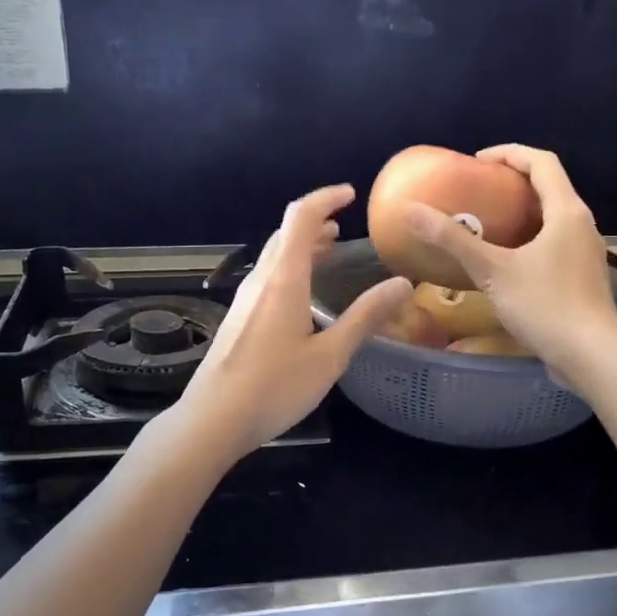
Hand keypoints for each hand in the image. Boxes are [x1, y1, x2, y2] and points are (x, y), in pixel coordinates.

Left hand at [171, 185, 411, 460]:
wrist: (213, 419)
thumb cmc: (275, 387)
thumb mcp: (329, 356)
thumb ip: (364, 317)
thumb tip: (402, 283)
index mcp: (283, 280)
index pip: (301, 217)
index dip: (325, 198)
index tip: (351, 195)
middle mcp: (260, 281)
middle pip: (285, 234)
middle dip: (315, 223)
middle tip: (343, 227)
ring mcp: (244, 301)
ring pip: (274, 258)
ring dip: (301, 247)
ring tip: (329, 253)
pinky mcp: (238, 320)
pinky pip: (267, 279)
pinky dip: (291, 270)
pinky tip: (304, 296)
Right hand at [401, 145, 616, 380]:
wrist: (592, 356)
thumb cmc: (545, 305)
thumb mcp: (492, 270)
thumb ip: (452, 240)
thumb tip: (410, 210)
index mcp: (566, 211)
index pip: (541, 162)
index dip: (509, 153)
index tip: (477, 161)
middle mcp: (582, 225)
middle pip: (549, 187)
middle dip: (513, 183)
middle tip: (477, 191)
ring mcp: (585, 253)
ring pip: (552, 218)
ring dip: (522, 213)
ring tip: (487, 224)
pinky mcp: (582, 278)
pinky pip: (553, 244)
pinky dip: (529, 240)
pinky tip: (505, 263)